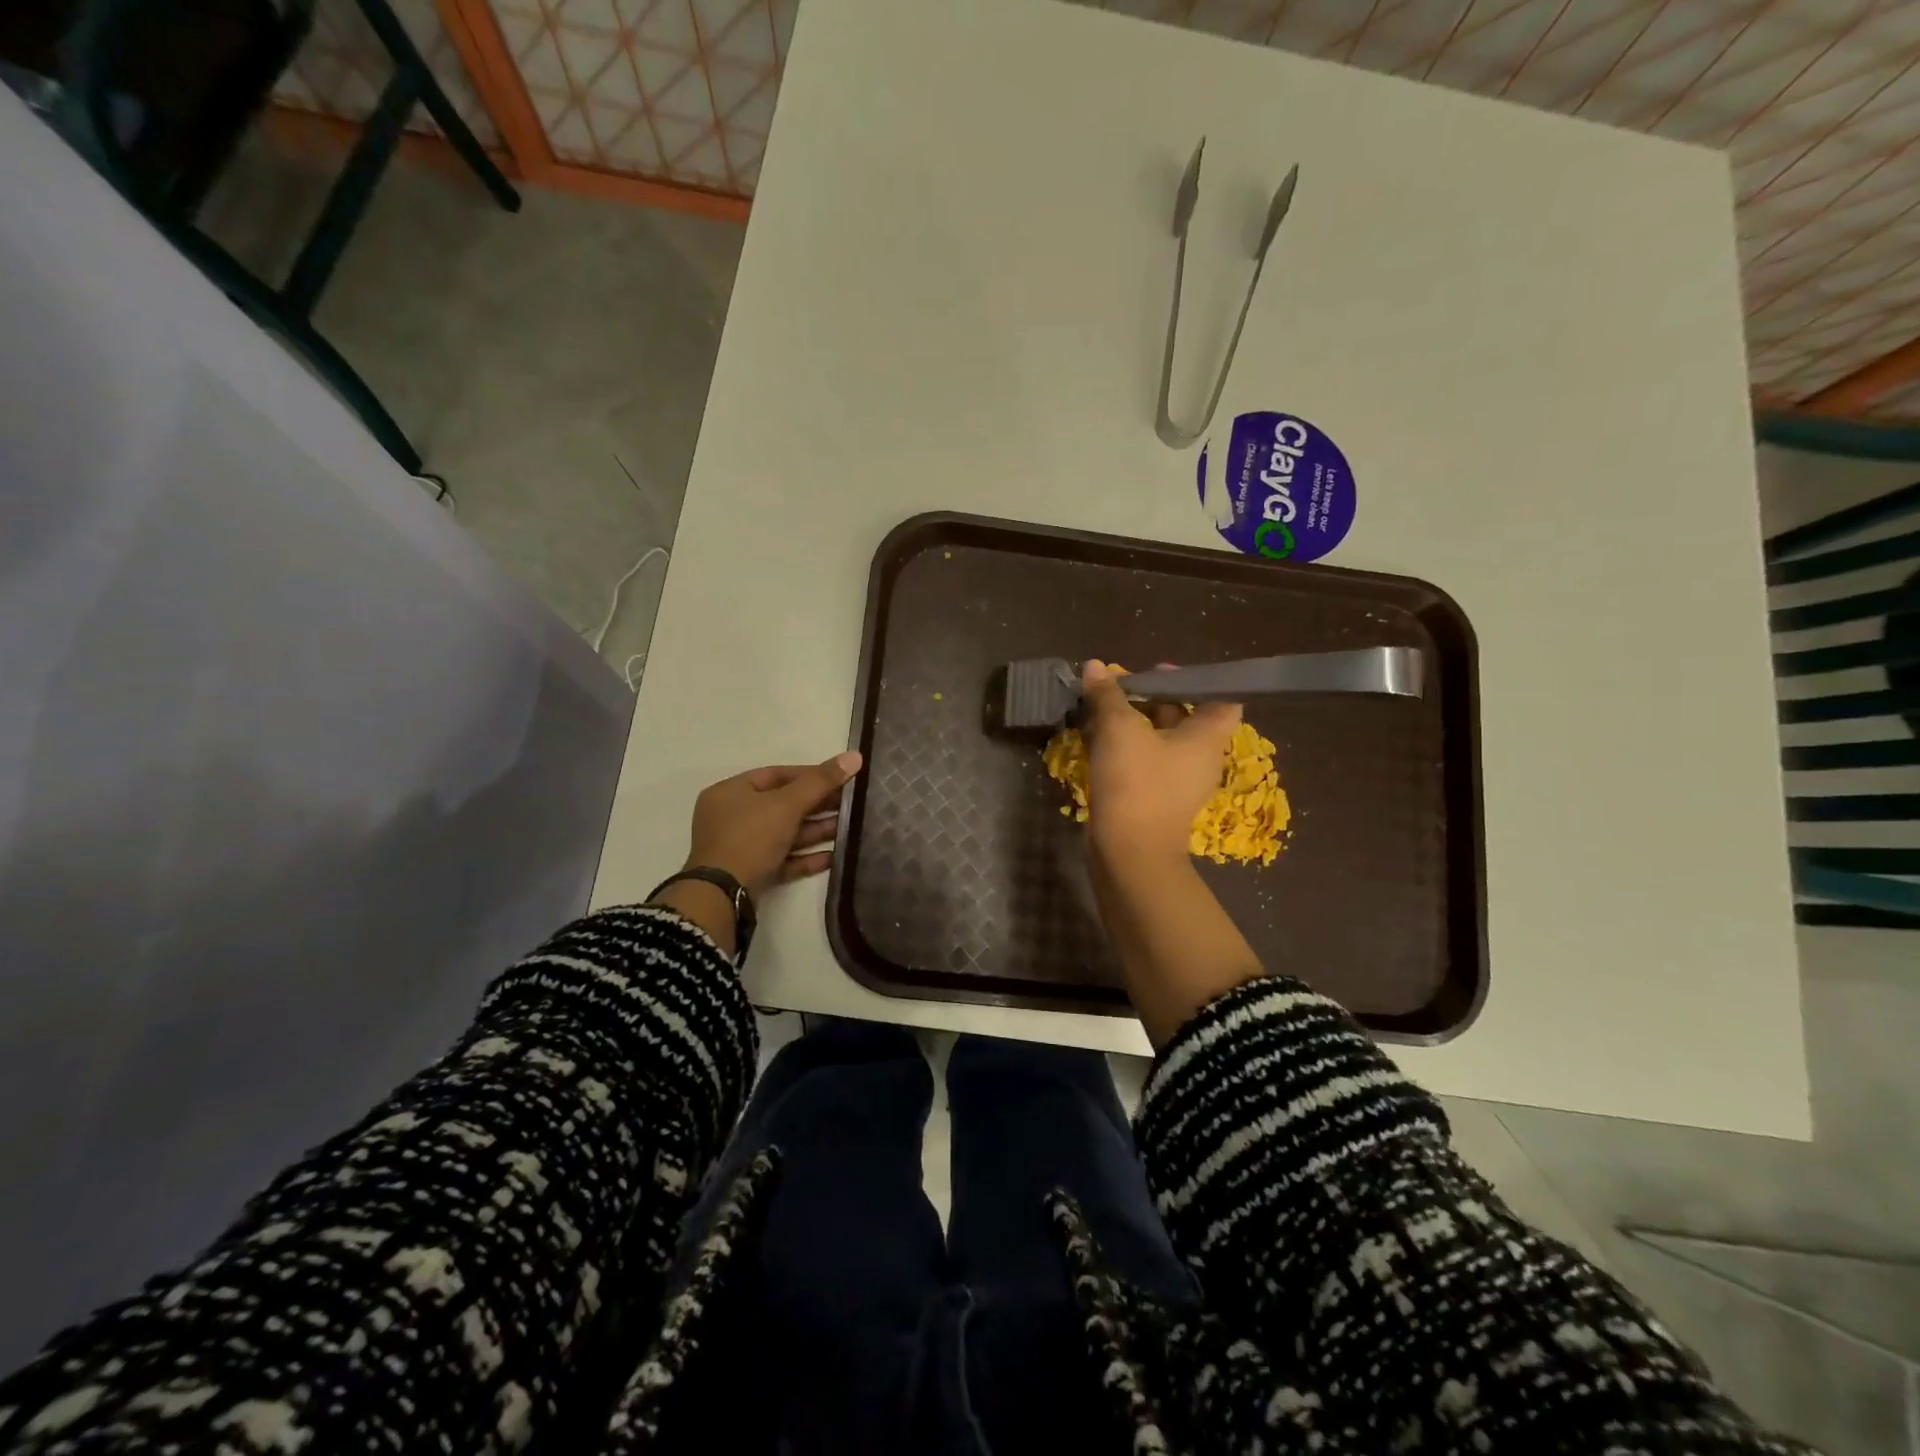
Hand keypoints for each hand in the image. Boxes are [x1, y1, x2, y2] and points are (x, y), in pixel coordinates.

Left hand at [682, 752, 863, 898]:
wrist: (721, 896)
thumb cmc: (750, 837)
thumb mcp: (787, 804)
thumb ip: (821, 781)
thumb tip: (855, 756)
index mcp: (731, 792)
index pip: (776, 775)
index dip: (811, 775)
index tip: (841, 777)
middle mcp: (732, 817)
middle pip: (783, 805)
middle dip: (818, 805)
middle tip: (851, 804)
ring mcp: (741, 848)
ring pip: (785, 834)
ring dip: (816, 831)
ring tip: (849, 830)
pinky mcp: (751, 874)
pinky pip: (783, 860)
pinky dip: (806, 857)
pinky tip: (833, 857)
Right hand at [1080, 659, 1239, 868]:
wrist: (1128, 853)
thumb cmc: (1136, 782)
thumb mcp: (1119, 729)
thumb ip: (1108, 695)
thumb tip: (1095, 666)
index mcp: (1207, 738)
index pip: (1222, 699)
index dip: (1195, 681)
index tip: (1160, 672)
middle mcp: (1200, 759)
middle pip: (1184, 717)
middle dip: (1152, 699)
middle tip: (1120, 687)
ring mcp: (1178, 783)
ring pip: (1160, 741)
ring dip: (1134, 724)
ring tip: (1102, 709)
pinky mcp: (1155, 800)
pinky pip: (1145, 763)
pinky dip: (1126, 749)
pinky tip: (1096, 740)